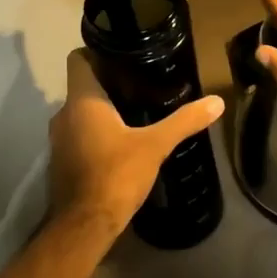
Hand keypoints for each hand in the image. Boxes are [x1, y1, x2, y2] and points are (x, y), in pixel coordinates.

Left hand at [48, 50, 224, 240]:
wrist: (84, 225)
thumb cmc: (116, 175)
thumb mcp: (156, 145)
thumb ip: (185, 121)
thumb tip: (217, 102)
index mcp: (82, 101)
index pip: (78, 59)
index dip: (97, 51)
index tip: (124, 54)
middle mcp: (64, 114)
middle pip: (83, 85)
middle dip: (109, 82)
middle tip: (142, 82)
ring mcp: (59, 139)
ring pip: (81, 112)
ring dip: (103, 110)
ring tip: (136, 111)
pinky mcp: (63, 160)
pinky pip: (80, 134)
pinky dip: (97, 132)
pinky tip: (123, 141)